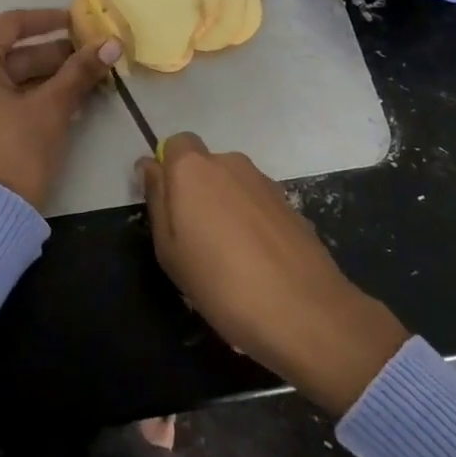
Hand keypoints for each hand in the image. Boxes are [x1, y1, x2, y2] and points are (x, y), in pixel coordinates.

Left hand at [0, 9, 120, 210]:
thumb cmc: (16, 149)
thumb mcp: (52, 106)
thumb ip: (80, 70)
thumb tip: (112, 43)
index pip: (11, 24)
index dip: (50, 22)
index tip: (80, 20)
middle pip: (8, 52)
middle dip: (53, 54)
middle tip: (91, 53)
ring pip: (4, 76)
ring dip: (44, 76)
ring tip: (86, 75)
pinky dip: (25, 94)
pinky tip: (64, 96)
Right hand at [140, 134, 408, 417]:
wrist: (305, 312)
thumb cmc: (220, 282)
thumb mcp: (168, 249)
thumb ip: (157, 199)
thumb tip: (150, 165)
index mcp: (193, 168)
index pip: (175, 144)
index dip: (168, 170)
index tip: (168, 207)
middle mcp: (230, 164)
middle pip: (205, 166)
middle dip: (197, 193)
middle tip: (194, 241)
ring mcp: (266, 183)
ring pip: (233, 186)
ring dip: (226, 209)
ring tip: (229, 260)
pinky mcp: (292, 206)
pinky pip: (258, 206)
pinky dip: (252, 224)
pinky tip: (257, 265)